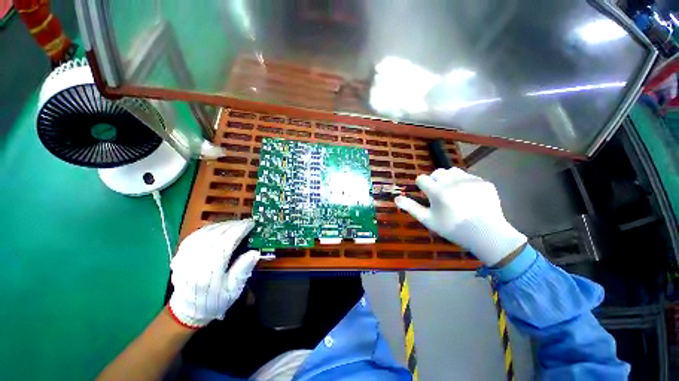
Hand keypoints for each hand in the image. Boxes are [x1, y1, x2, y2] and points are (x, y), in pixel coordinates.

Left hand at [168, 219, 259, 327]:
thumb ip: (243, 270)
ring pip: (204, 233)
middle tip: (245, 222)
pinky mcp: (179, 255)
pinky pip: (194, 235)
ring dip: (221, 225)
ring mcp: (184, 258)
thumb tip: (255, 252)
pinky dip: (208, 229)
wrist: (187, 311)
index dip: (239, 230)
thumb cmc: (215, 301)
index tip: (251, 223)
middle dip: (232, 225)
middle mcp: (194, 262)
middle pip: (215, 235)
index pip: (226, 243)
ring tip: (234, 224)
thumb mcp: (233, 290)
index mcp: (209, 272)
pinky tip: (217, 228)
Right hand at [394, 168, 525, 265]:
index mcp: (437, 191)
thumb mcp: (428, 220)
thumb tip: (396, 199)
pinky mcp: (483, 182)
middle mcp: (452, 182)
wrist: (486, 234)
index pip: (422, 178)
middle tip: (440, 194)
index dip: (421, 186)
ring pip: (452, 171)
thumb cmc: (452, 229)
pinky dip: (464, 182)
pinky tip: (468, 195)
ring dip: (449, 178)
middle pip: (437, 172)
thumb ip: (411, 207)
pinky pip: (468, 176)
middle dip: (435, 181)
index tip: (426, 194)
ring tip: (453, 191)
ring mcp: (469, 180)